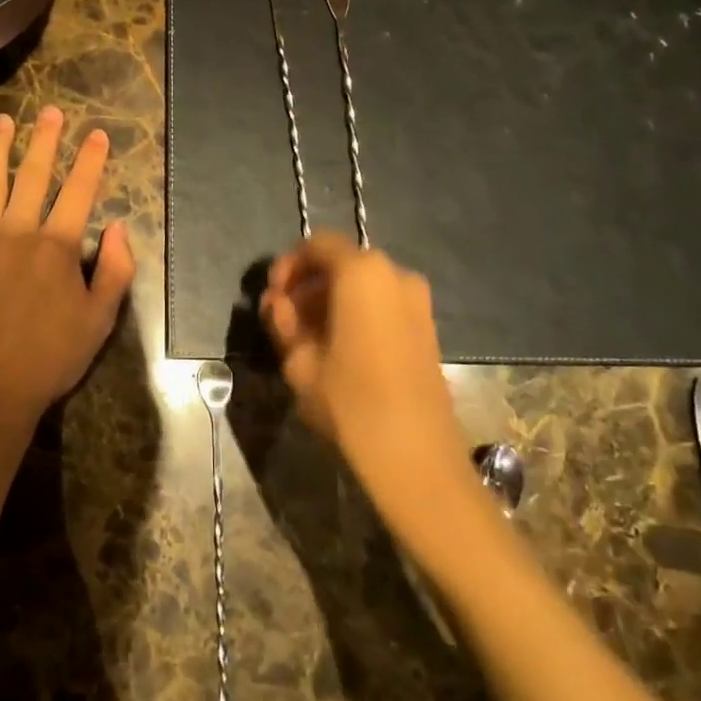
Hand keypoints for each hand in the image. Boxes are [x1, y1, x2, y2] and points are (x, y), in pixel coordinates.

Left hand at [0, 107, 135, 425]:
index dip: (90, 160)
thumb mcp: (100, 319)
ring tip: (3, 122)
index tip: (97, 133)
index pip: (79, 190)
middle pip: (33, 175)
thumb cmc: (51, 356)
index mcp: (57, 245)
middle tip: (48, 112)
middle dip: (44, 140)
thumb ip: (116, 270)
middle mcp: (17, 231)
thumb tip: (119, 228)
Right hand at [260, 233, 472, 510]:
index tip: (273, 296)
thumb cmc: (350, 401)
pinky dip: (357, 313)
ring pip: (362, 285)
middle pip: (341, 263)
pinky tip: (338, 348)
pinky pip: (383, 304)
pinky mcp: (427, 327)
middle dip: (308, 285)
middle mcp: (394, 274)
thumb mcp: (299, 360)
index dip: (288, 265)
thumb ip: (283, 321)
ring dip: (330, 301)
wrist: (416, 455)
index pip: (317, 245)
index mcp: (361, 272)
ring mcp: (417, 300)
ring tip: (307, 338)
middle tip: (284, 319)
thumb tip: (277, 303)